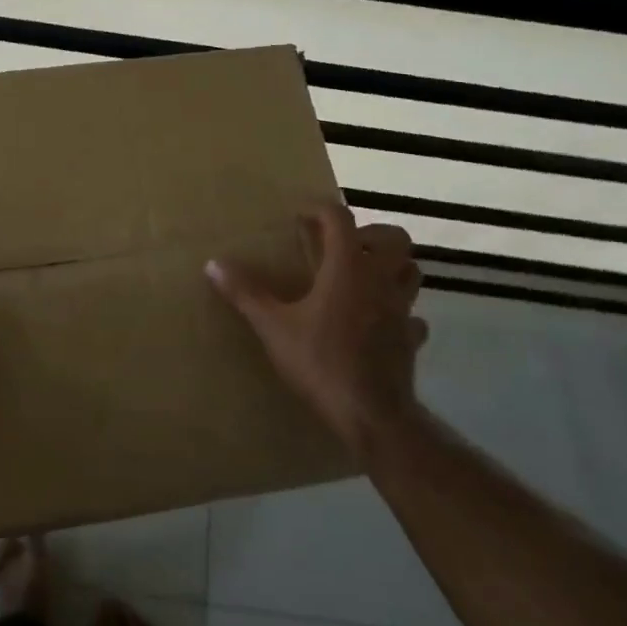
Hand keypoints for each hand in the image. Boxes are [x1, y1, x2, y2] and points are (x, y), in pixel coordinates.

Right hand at [207, 203, 428, 458]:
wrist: (372, 415)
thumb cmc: (321, 362)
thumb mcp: (273, 327)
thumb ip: (246, 293)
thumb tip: (213, 264)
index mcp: (348, 267)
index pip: (340, 219)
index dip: (320, 210)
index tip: (301, 216)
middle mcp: (380, 280)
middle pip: (393, 237)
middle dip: (370, 234)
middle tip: (341, 247)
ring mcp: (402, 309)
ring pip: (411, 271)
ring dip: (391, 266)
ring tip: (361, 277)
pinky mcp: (411, 338)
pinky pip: (412, 314)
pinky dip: (398, 311)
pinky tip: (378, 322)